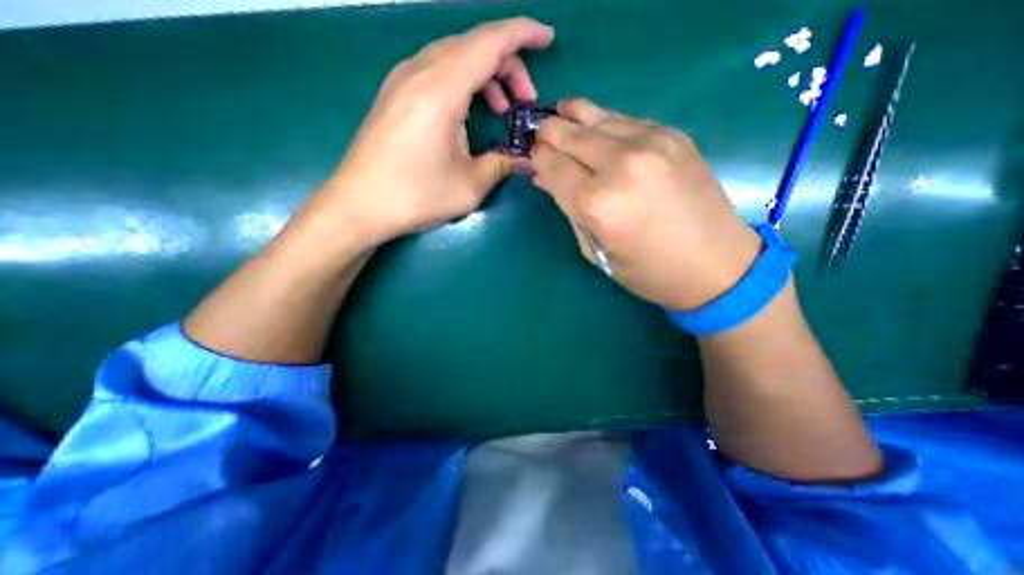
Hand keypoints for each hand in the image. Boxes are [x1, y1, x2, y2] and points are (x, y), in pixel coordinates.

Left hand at [308, 19, 555, 248]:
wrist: (358, 206)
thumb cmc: (415, 196)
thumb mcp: (469, 186)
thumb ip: (502, 165)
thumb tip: (527, 160)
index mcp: (440, 89)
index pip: (489, 42)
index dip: (523, 34)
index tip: (547, 38)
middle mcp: (419, 72)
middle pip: (472, 45)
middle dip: (508, 64)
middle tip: (525, 100)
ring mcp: (402, 81)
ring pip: (454, 57)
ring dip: (485, 75)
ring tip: (502, 109)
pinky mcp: (394, 95)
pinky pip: (437, 72)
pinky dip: (463, 84)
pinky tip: (470, 113)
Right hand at [537, 98, 758, 308]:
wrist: (715, 265)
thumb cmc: (646, 270)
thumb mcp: (595, 250)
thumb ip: (567, 210)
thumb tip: (545, 179)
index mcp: (594, 203)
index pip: (551, 163)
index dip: (538, 157)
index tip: (534, 158)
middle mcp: (618, 165)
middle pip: (568, 132)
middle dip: (549, 132)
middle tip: (542, 135)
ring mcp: (649, 143)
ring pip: (595, 116)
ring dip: (573, 117)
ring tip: (562, 115)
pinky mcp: (673, 135)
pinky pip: (625, 119)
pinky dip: (604, 121)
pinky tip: (597, 125)